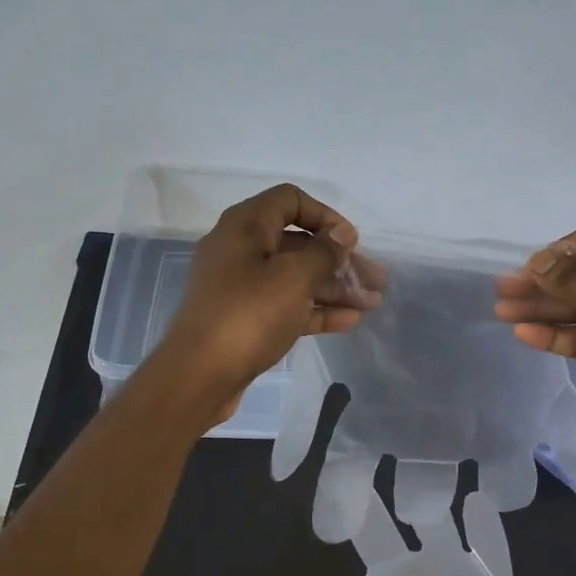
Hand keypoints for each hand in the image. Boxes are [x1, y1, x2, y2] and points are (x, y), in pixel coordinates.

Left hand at [150, 184, 382, 423]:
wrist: (199, 375)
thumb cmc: (249, 315)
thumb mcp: (294, 277)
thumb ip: (324, 252)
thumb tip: (339, 235)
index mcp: (245, 226)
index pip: (290, 200)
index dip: (325, 216)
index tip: (350, 241)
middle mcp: (240, 250)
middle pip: (298, 244)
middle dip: (340, 261)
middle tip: (376, 280)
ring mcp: (240, 286)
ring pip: (295, 277)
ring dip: (334, 287)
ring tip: (372, 303)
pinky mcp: (244, 318)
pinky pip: (286, 305)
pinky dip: (315, 309)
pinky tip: (348, 321)